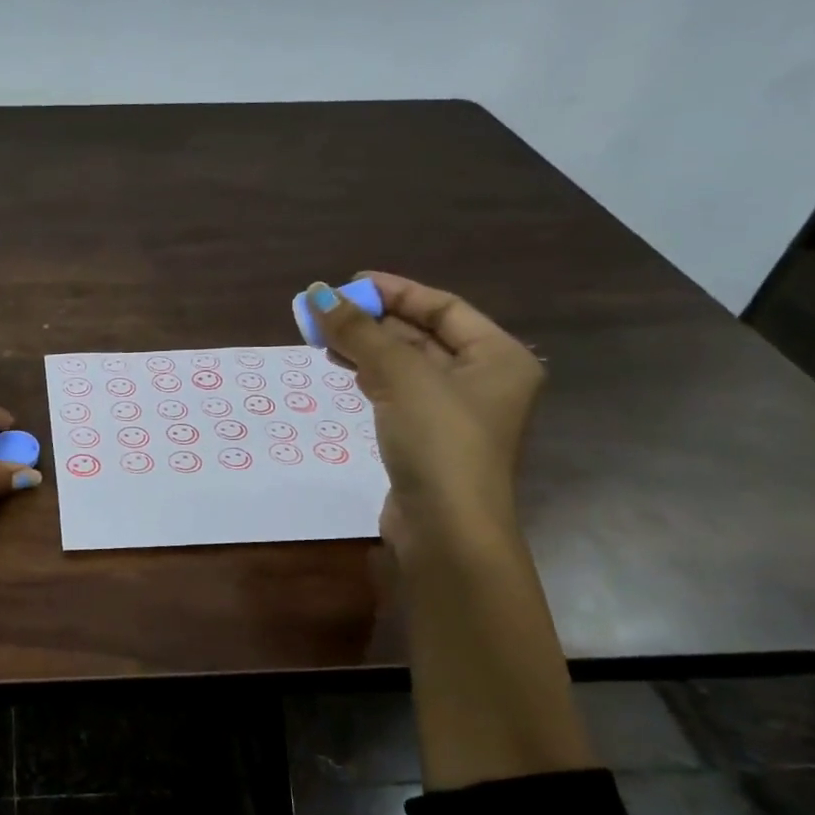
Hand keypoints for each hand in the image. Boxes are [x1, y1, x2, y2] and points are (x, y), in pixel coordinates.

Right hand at [304, 274, 542, 550]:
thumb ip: (359, 332)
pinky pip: (399, 393)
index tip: (348, 283)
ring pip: (407, 365)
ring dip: (368, 348)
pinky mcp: (429, 439)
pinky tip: (345, 369)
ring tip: (324, 337)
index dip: (396, 291)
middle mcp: (484, 380)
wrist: (446, 531)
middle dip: (375, 321)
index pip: (444, 307)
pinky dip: (372, 377)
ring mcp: (456, 413)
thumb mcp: (400, 376)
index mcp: (499, 357)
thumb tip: (315, 292)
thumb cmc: (439, 442)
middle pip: (424, 335)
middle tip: (326, 311)